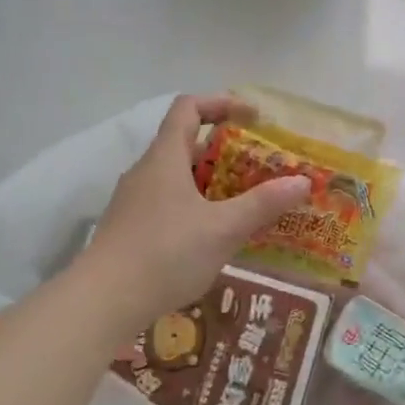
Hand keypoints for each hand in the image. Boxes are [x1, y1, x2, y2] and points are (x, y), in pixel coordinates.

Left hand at [80, 94, 310, 321]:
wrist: (102, 302)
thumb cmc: (165, 254)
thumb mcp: (223, 228)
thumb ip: (263, 203)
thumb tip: (302, 181)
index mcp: (165, 158)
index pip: (189, 108)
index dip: (221, 103)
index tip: (253, 118)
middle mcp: (146, 171)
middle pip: (186, 144)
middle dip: (225, 151)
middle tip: (260, 167)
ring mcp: (134, 201)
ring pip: (177, 177)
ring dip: (211, 182)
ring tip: (244, 202)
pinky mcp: (129, 228)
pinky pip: (168, 203)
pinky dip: (195, 206)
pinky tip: (214, 236)